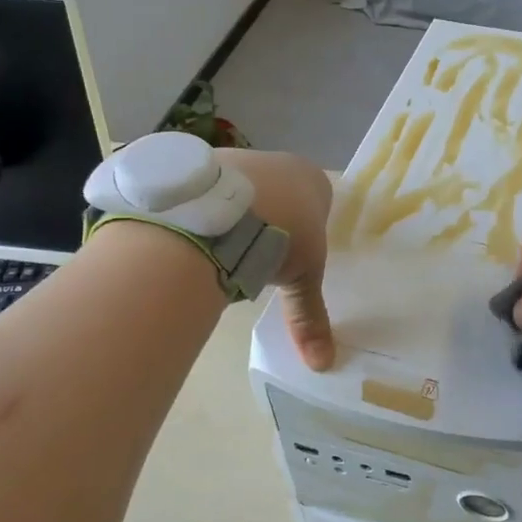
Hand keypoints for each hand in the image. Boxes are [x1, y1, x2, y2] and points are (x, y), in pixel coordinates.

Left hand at [215, 148, 335, 370]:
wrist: (219, 211)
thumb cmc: (280, 235)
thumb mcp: (302, 279)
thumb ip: (309, 316)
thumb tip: (323, 364)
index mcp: (310, 178)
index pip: (317, 198)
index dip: (306, 227)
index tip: (292, 253)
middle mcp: (275, 160)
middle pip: (277, 192)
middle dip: (269, 221)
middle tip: (257, 255)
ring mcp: (235, 158)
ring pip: (240, 191)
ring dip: (235, 216)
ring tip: (222, 250)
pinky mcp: (198, 164)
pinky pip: (207, 191)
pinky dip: (205, 212)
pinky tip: (198, 235)